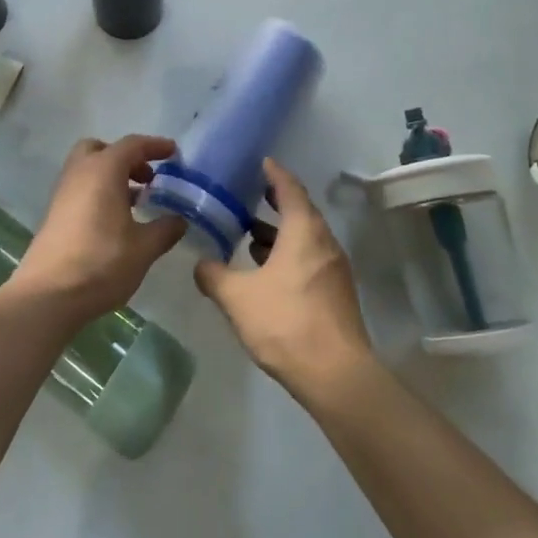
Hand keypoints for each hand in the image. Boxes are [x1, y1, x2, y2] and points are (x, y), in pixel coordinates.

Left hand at [12, 136, 186, 321]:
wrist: (48, 295)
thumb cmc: (101, 263)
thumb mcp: (144, 248)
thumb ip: (165, 229)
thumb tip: (180, 220)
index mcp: (103, 170)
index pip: (132, 145)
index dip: (155, 146)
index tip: (173, 153)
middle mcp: (80, 173)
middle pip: (102, 149)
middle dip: (126, 157)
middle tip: (147, 178)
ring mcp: (63, 193)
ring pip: (88, 169)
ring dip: (112, 176)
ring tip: (137, 201)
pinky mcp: (55, 213)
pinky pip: (81, 188)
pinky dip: (99, 192)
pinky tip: (116, 220)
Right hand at [194, 158, 374, 395]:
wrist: (335, 375)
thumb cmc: (286, 322)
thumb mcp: (237, 297)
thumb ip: (214, 276)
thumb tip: (201, 264)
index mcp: (304, 231)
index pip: (290, 188)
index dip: (275, 173)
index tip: (261, 162)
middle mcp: (324, 242)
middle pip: (300, 211)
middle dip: (275, 202)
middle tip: (249, 194)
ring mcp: (334, 268)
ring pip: (305, 238)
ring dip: (280, 232)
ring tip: (250, 234)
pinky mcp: (336, 292)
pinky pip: (310, 259)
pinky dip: (289, 254)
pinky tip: (267, 271)